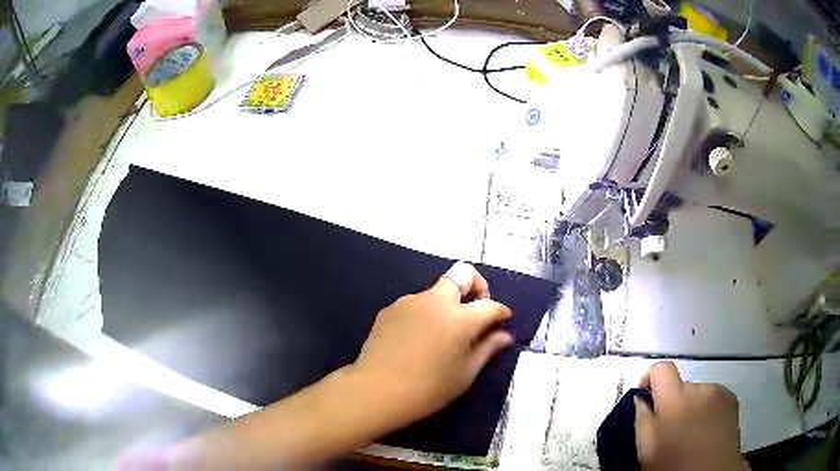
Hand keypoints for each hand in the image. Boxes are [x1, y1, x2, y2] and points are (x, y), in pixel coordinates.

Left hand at [350, 261, 513, 426]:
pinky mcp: (390, 308)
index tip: (503, 321)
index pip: (490, 304)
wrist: (377, 391)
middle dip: (476, 287)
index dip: (501, 312)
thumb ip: (488, 349)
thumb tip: (503, 335)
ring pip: (437, 290)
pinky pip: (416, 303)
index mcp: (459, 318)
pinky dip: (426, 313)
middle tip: (474, 313)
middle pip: (463, 273)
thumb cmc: (428, 389)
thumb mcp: (465, 373)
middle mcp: (435, 301)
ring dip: (448, 303)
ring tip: (442, 333)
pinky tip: (419, 338)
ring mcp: (410, 301)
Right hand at [635, 362, 747, 470]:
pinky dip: (707, 411)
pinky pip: (713, 399)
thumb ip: (641, 420)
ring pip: (697, 395)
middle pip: (680, 386)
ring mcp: (719, 392)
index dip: (650, 379)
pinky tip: (706, 433)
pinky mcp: (732, 400)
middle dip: (673, 404)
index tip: (646, 398)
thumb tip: (641, 401)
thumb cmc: (675, 464)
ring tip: (690, 435)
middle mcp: (699, 388)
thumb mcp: (647, 449)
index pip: (661, 369)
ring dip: (691, 408)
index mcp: (675, 398)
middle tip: (669, 431)